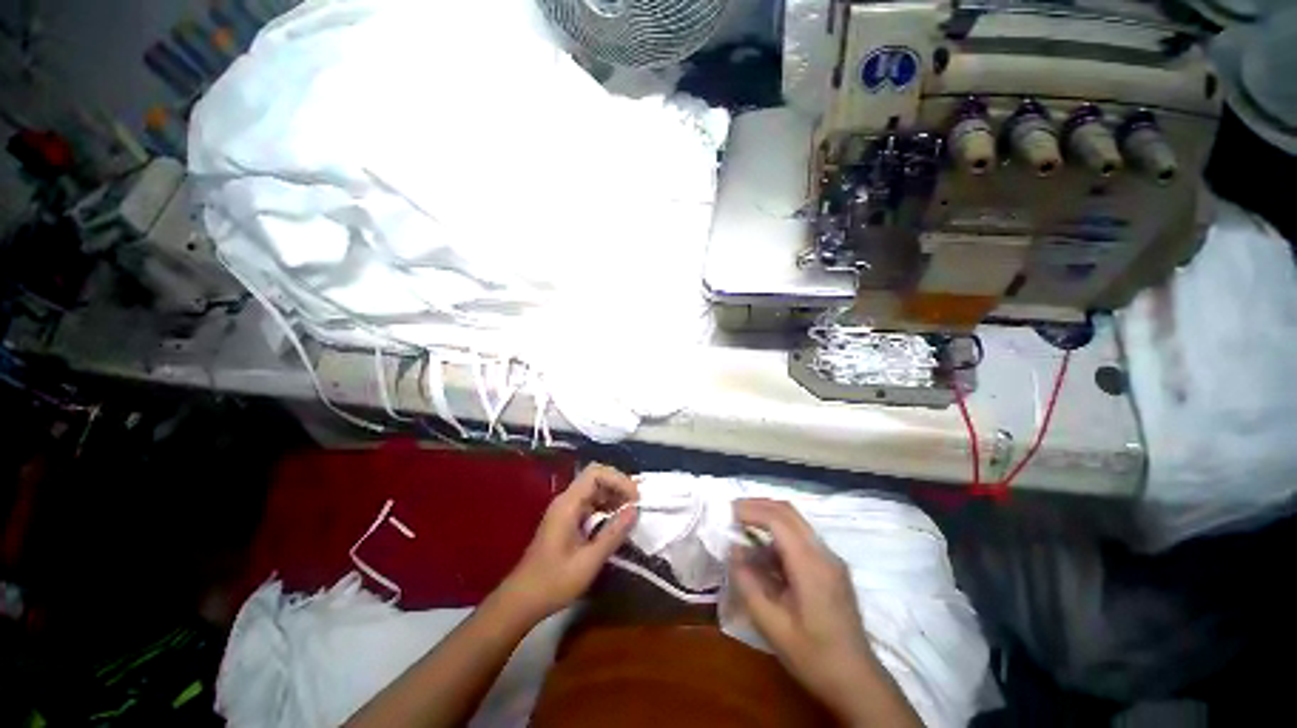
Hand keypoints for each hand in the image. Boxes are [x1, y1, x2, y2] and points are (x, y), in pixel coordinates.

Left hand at [500, 464, 638, 619]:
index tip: (635, 498)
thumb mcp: (588, 561)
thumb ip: (613, 533)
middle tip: (637, 504)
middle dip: (619, 486)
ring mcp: (566, 510)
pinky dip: (607, 508)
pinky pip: (591, 504)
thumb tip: (635, 510)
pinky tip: (617, 523)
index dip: (618, 479)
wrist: (522, 601)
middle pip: (596, 478)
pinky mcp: (567, 521)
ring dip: (614, 497)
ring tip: (631, 513)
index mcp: (568, 504)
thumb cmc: (554, 582)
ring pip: (595, 491)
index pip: (595, 473)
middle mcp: (566, 500)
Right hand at [730, 498, 901, 724]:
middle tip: (732, 511)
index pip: (777, 520)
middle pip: (788, 512)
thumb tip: (733, 550)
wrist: (858, 682)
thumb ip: (748, 584)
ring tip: (742, 526)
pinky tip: (763, 552)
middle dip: (758, 505)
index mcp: (810, 565)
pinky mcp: (831, 568)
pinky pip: (801, 538)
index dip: (750, 510)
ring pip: (796, 522)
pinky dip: (779, 534)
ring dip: (768, 517)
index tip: (727, 512)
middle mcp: (823, 553)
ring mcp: (830, 559)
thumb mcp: (772, 626)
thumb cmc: (813, 657)